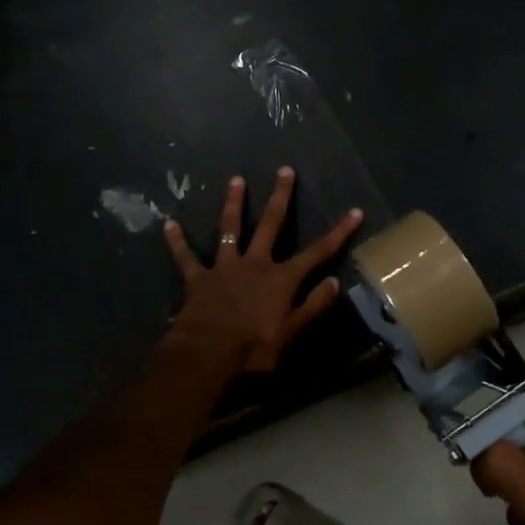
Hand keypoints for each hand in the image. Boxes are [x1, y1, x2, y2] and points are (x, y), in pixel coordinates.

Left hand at [163, 167, 362, 373]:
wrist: (207, 354)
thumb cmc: (253, 349)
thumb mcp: (291, 333)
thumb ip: (313, 306)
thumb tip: (334, 282)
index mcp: (281, 279)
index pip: (317, 252)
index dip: (338, 232)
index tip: (355, 211)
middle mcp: (255, 264)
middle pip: (271, 225)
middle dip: (280, 197)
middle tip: (284, 170)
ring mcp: (224, 268)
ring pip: (230, 229)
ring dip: (234, 204)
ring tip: (236, 180)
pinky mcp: (198, 278)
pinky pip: (186, 257)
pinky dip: (177, 242)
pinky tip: (169, 224)